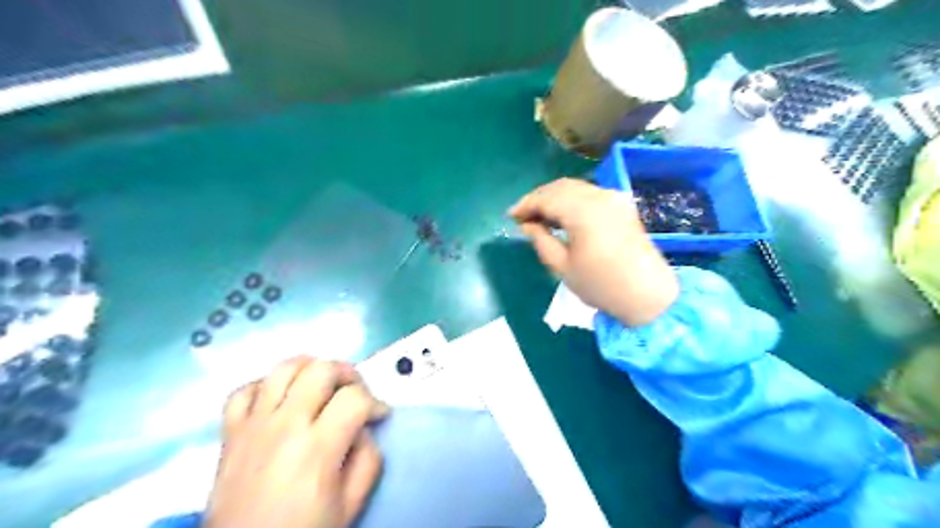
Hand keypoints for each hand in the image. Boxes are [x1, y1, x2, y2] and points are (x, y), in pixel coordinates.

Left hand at [205, 356, 388, 527]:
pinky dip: (265, 386)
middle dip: (348, 374)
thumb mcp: (351, 505)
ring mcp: (253, 425)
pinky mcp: (230, 432)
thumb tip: (363, 428)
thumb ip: (369, 460)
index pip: (355, 399)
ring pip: (284, 368)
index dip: (375, 402)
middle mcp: (285, 426)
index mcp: (317, 449)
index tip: (379, 415)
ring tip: (322, 384)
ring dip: (311, 368)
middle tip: (355, 392)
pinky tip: (280, 398)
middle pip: (321, 370)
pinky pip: (244, 390)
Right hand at [510, 178, 680, 324]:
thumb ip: (541, 240)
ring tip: (539, 217)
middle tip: (522, 216)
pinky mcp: (622, 205)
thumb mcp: (562, 266)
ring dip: (554, 198)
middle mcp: (600, 196)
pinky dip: (571, 200)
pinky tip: (562, 215)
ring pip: (575, 188)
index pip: (546, 197)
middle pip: (560, 187)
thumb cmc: (601, 285)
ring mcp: (614, 198)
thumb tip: (527, 225)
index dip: (526, 205)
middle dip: (538, 198)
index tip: (511, 217)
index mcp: (583, 210)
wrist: (647, 295)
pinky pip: (589, 194)